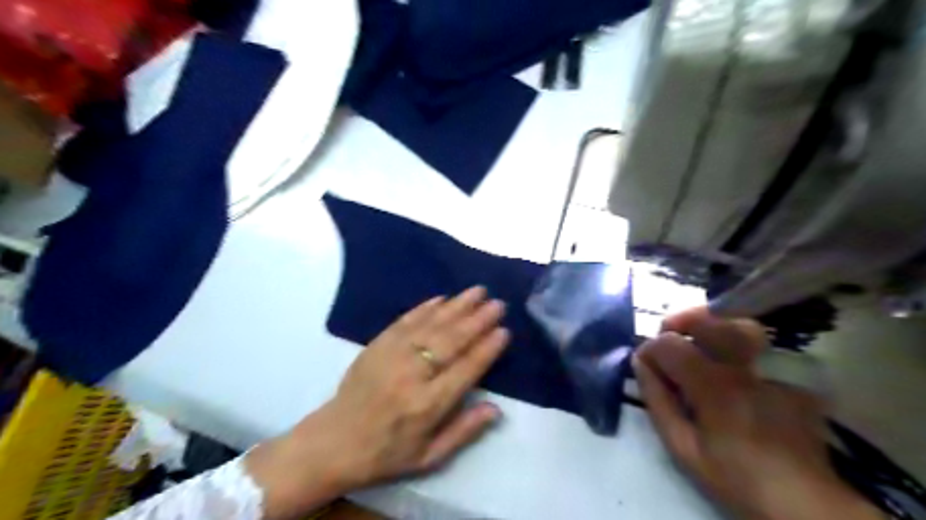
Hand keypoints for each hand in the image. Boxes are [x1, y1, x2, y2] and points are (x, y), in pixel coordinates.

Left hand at [246, 288, 505, 519]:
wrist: (334, 441)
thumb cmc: (386, 453)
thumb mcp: (429, 457)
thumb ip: (464, 432)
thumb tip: (496, 409)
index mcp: (427, 405)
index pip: (465, 370)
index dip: (487, 349)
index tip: (504, 331)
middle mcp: (412, 375)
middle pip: (451, 341)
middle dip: (477, 320)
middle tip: (498, 304)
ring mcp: (392, 355)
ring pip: (431, 325)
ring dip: (457, 306)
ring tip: (478, 291)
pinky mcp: (377, 345)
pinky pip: (405, 320)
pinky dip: (425, 307)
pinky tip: (442, 298)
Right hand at [637, 307, 880, 519]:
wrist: (804, 503)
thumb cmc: (735, 478)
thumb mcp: (683, 448)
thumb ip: (658, 402)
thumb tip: (641, 365)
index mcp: (714, 387)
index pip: (670, 344)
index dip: (649, 348)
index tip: (643, 363)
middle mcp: (745, 369)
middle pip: (708, 320)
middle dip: (679, 323)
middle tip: (668, 339)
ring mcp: (775, 370)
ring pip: (741, 325)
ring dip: (712, 326)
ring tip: (699, 341)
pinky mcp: (793, 378)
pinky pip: (762, 348)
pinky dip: (739, 347)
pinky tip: (732, 367)